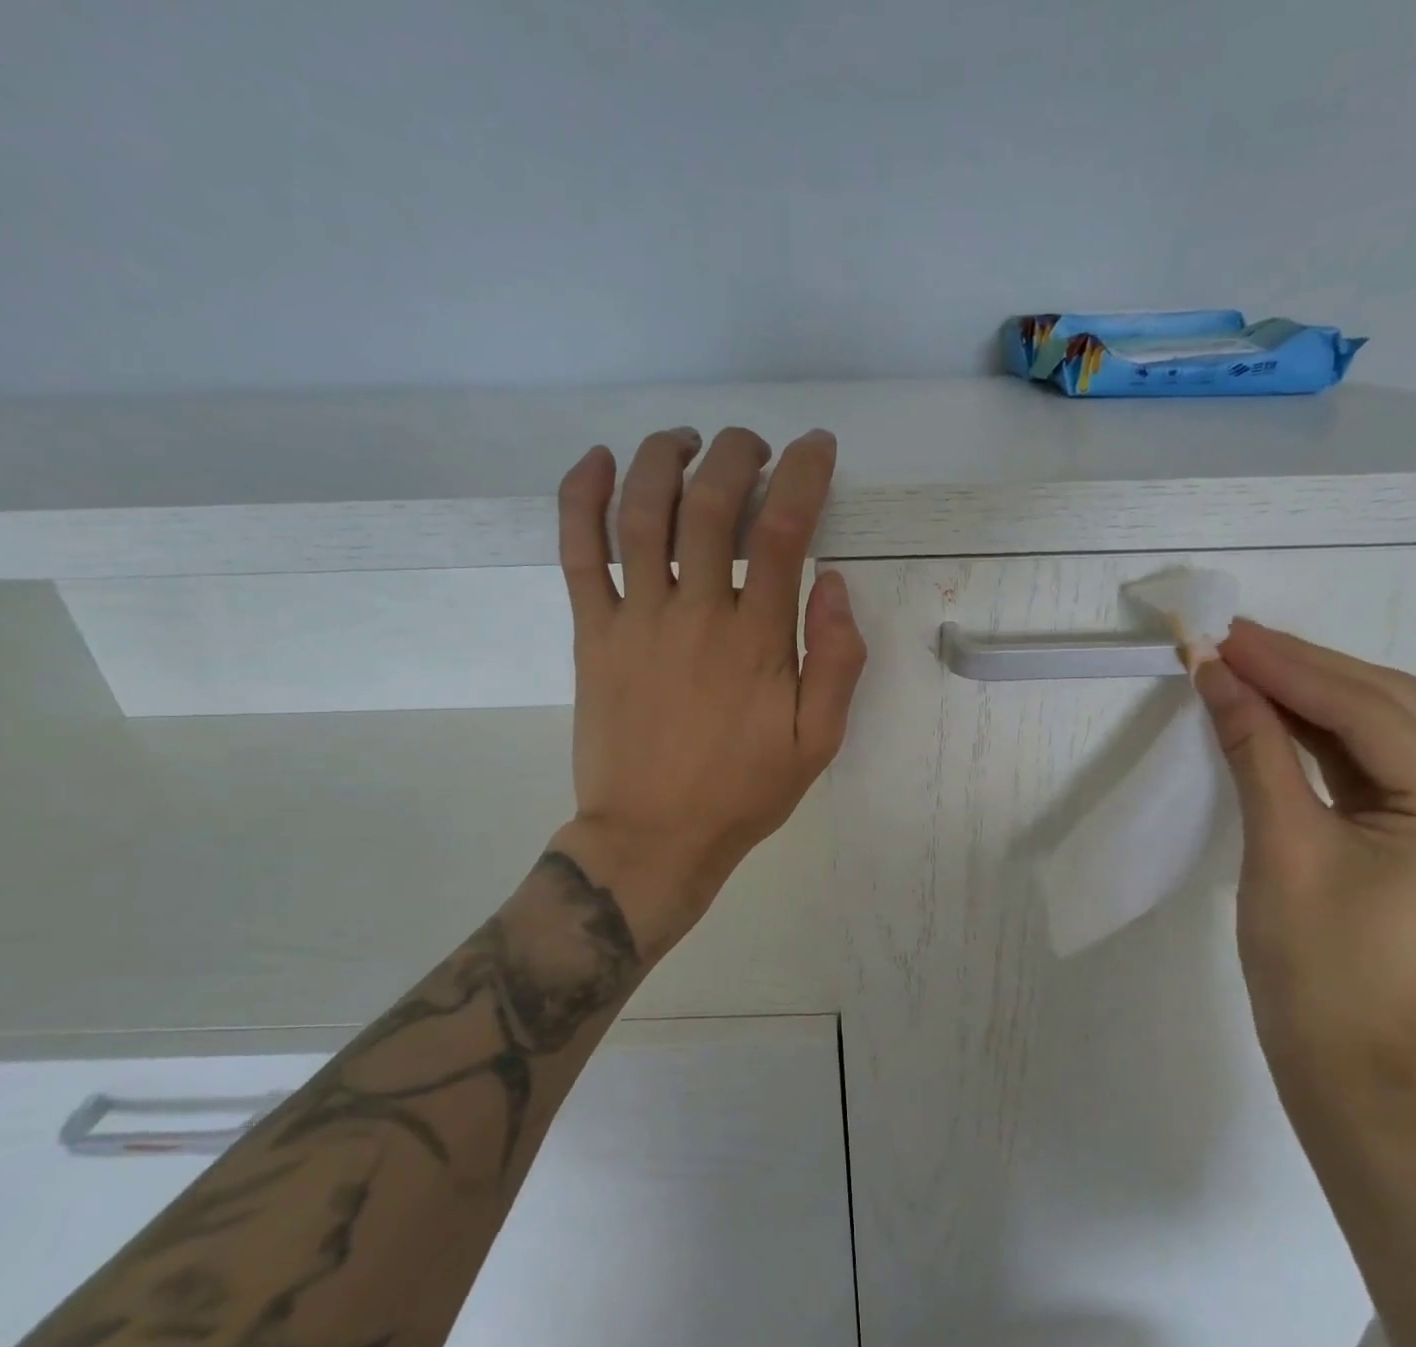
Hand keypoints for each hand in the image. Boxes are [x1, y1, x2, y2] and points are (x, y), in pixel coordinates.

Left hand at [544, 426, 866, 960]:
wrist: (652, 837)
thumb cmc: (742, 792)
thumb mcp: (817, 742)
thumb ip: (837, 662)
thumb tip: (835, 583)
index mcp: (756, 640)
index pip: (781, 530)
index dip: (802, 475)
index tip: (815, 447)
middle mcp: (694, 615)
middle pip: (709, 504)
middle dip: (737, 454)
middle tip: (754, 446)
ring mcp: (634, 620)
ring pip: (642, 513)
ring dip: (665, 458)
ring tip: (687, 440)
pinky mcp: (591, 634)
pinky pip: (578, 552)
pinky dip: (583, 498)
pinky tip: (598, 460)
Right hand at [1196, 621, 1415, 1093]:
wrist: (1338, 1058)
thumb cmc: (1312, 962)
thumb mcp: (1279, 844)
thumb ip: (1255, 748)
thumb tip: (1214, 673)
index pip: (1369, 712)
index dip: (1290, 667)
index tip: (1224, 636)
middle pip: (1386, 707)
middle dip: (1303, 669)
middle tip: (1229, 640)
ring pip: (1379, 729)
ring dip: (1309, 694)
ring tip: (1242, 663)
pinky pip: (1369, 763)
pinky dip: (1316, 733)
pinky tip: (1271, 709)